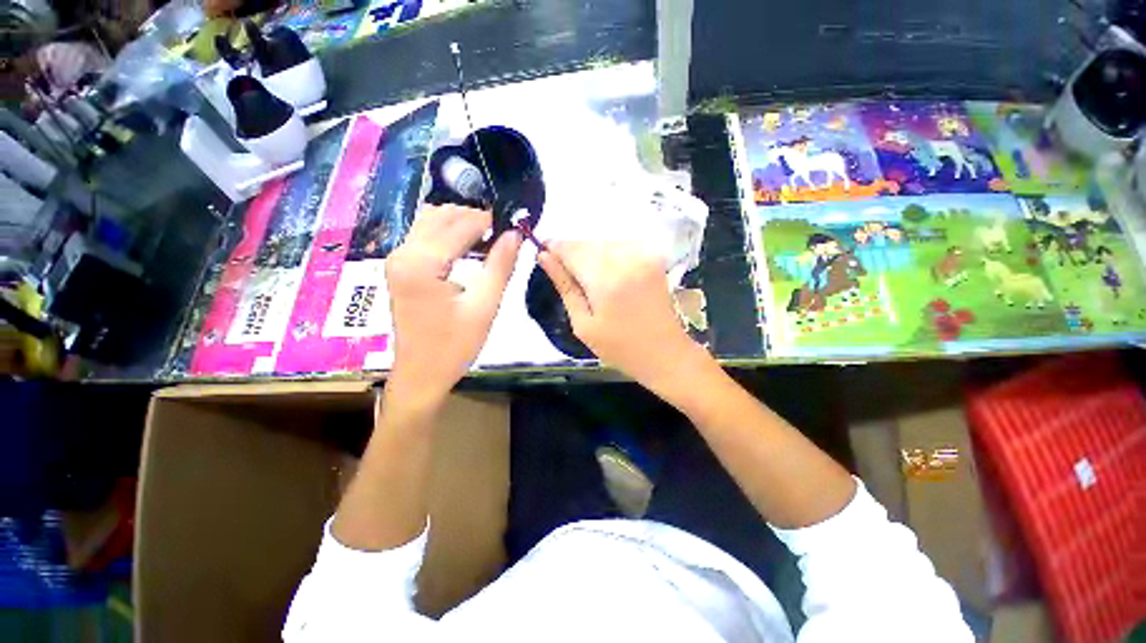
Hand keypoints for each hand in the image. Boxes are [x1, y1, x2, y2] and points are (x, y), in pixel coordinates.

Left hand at [385, 205, 521, 405]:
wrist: (421, 374)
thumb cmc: (454, 346)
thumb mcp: (485, 307)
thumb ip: (500, 266)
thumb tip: (515, 234)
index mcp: (421, 263)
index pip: (461, 225)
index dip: (490, 221)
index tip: (515, 224)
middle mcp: (403, 253)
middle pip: (443, 216)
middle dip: (476, 219)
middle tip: (505, 234)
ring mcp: (397, 258)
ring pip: (431, 221)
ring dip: (461, 224)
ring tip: (490, 239)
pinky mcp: (400, 267)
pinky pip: (424, 235)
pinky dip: (448, 234)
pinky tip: (468, 246)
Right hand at [537, 242, 702, 389]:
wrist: (665, 353)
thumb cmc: (619, 348)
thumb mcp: (583, 324)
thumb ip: (564, 287)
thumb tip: (544, 257)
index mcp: (605, 280)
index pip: (571, 250)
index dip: (555, 249)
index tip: (544, 255)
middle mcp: (626, 260)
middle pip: (587, 243)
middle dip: (572, 254)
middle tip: (566, 275)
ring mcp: (643, 257)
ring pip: (603, 243)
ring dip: (589, 255)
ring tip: (587, 281)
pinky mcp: (653, 258)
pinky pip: (620, 248)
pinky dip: (607, 256)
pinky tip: (607, 277)